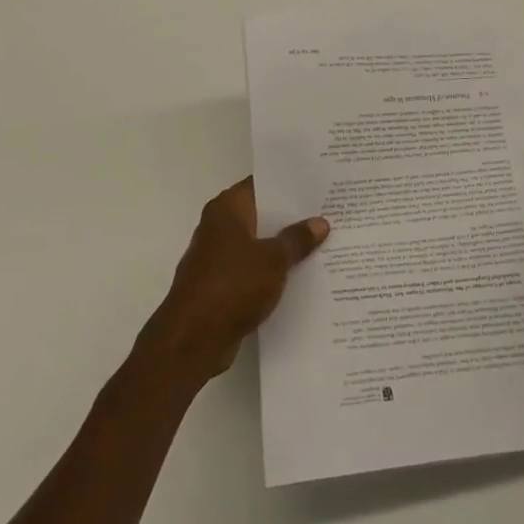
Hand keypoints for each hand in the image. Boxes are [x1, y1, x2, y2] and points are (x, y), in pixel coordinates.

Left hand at [139, 179, 328, 383]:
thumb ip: (297, 239)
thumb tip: (320, 222)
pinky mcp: (221, 285)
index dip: (289, 184)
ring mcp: (219, 257)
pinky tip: (303, 275)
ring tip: (324, 243)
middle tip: (330, 212)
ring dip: (284, 246)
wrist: (193, 339)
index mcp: (227, 209)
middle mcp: (219, 227)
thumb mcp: (274, 259)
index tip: (318, 184)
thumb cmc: (232, 285)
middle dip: (292, 216)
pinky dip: (273, 272)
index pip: (262, 184)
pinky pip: (254, 270)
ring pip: (259, 244)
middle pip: (262, 214)